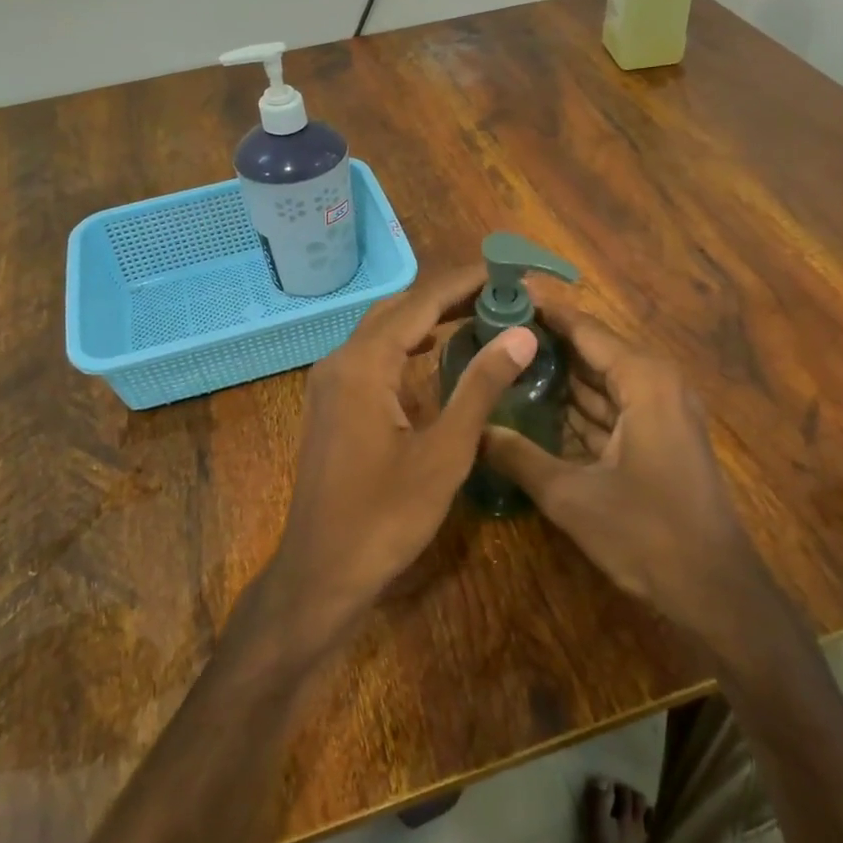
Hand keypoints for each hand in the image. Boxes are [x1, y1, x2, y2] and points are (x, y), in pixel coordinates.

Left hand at [260, 265, 537, 643]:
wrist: (321, 572)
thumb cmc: (386, 516)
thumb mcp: (445, 452)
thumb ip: (481, 387)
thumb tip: (521, 334)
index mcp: (364, 364)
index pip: (421, 302)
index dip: (466, 283)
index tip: (507, 271)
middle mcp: (340, 361)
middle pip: (398, 309)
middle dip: (447, 296)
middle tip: (499, 293)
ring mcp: (329, 384)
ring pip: (381, 331)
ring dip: (425, 318)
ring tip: (476, 314)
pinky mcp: (330, 405)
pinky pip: (371, 357)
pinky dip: (405, 345)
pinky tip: (433, 355)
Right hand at [481, 304, 776, 642]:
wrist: (716, 590)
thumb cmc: (647, 533)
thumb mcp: (571, 495)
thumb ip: (518, 457)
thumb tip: (472, 430)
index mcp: (643, 379)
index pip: (583, 328)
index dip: (542, 310)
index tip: (501, 294)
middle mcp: (655, 383)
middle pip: (591, 350)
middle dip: (543, 344)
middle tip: (488, 334)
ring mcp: (660, 411)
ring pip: (599, 381)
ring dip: (557, 377)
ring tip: (502, 366)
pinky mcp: (658, 438)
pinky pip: (609, 408)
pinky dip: (575, 408)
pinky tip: (534, 409)